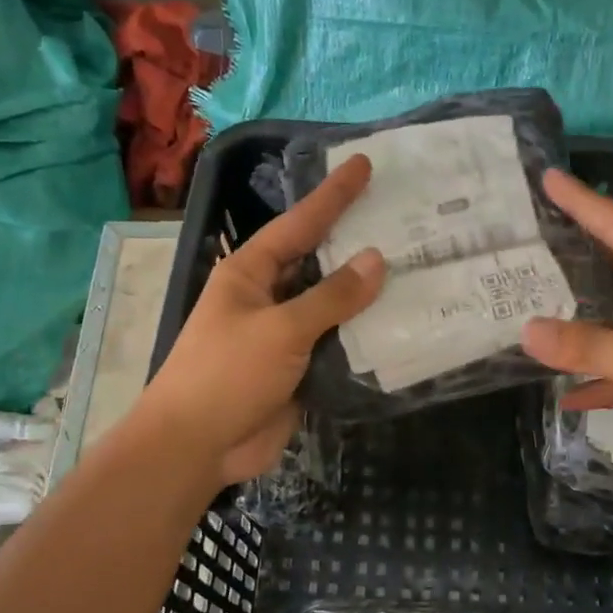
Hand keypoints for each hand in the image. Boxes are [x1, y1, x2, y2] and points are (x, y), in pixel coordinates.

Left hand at [140, 156, 383, 485]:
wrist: (197, 446)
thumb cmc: (226, 374)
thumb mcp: (280, 329)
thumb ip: (331, 297)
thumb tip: (376, 259)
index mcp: (251, 273)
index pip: (299, 224)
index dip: (333, 195)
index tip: (363, 165)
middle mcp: (268, 297)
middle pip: (319, 262)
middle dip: (356, 242)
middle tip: (404, 218)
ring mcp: (285, 335)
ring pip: (333, 306)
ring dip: (367, 294)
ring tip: (416, 268)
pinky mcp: (300, 370)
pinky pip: (338, 345)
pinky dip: (364, 336)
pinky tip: (400, 325)